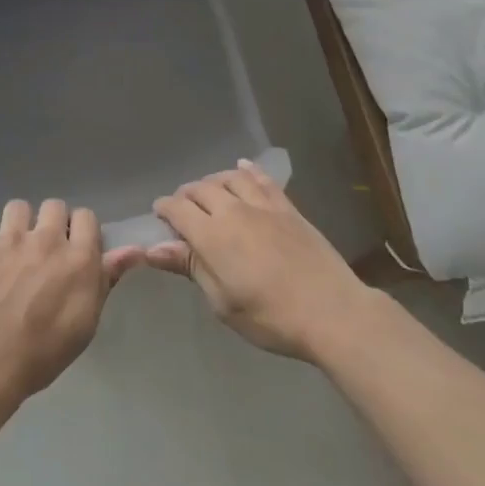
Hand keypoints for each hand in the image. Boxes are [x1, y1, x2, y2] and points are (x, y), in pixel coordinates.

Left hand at [0, 199, 124, 412]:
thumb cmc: (45, 351)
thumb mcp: (87, 321)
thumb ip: (106, 279)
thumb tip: (134, 250)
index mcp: (78, 256)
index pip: (86, 216)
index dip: (81, 230)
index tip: (74, 248)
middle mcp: (46, 238)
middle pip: (54, 205)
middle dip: (51, 222)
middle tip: (44, 249)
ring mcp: (9, 238)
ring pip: (17, 206)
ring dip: (18, 223)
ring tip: (12, 247)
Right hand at [145, 161, 371, 360]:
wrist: (331, 312)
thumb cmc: (270, 317)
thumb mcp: (222, 301)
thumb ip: (190, 267)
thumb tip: (152, 248)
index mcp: (211, 235)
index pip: (177, 208)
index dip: (164, 209)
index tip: (159, 216)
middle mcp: (233, 210)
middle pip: (201, 188)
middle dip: (186, 195)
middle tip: (182, 209)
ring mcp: (263, 206)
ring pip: (230, 178)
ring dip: (214, 181)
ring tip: (210, 191)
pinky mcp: (288, 208)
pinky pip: (263, 180)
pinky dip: (248, 171)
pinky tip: (242, 168)